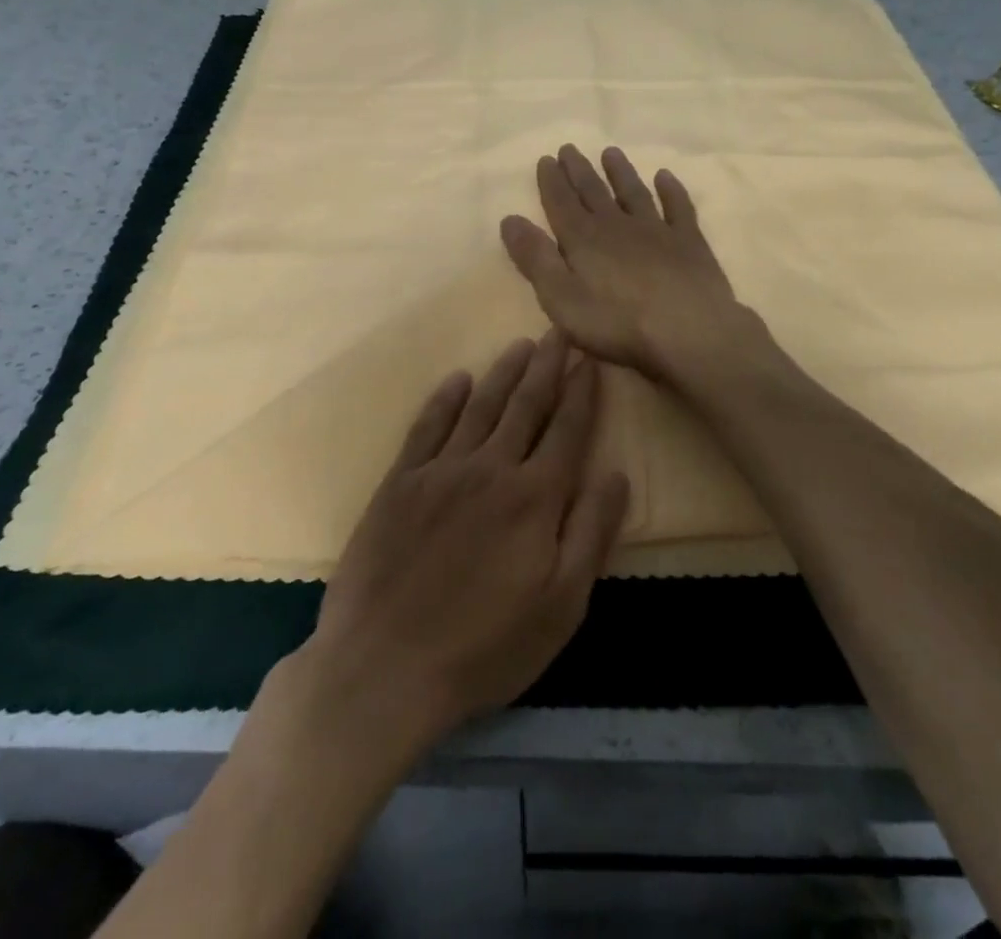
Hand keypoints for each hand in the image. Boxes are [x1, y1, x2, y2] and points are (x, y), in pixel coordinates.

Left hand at [303, 331, 630, 752]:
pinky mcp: (399, 483)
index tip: (591, 360)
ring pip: (480, 406)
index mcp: (534, 497)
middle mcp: (491, 469)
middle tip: (558, 333)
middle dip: (546, 367)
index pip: (567, 430)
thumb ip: (591, 533)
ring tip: (520, 345)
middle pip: (526, 405)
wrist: (383, 668)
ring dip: (503, 372)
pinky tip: (456, 379)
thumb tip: (617, 474)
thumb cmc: (485, 647)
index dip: (582, 393)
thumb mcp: (560, 605)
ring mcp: (440, 471)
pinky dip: (444, 399)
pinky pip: (426, 427)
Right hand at [500, 144, 759, 381]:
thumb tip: (509, 219)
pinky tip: (665, 177)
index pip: (562, 203)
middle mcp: (618, 225)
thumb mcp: (561, 298)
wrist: (688, 329)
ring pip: (634, 193)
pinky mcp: (689, 242)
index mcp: (584, 239)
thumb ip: (535, 259)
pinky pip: (678, 207)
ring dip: (620, 172)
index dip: (551, 181)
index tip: (545, 159)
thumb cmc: (617, 322)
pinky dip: (671, 190)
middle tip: (570, 148)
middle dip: (579, 170)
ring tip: (611, 152)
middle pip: (594, 192)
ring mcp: (657, 230)